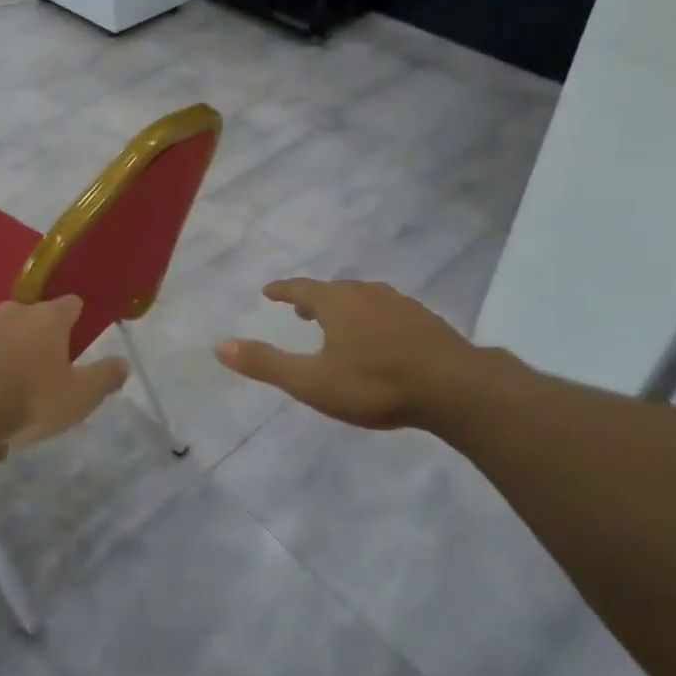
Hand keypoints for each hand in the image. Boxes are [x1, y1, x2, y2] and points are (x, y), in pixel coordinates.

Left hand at [0, 296, 127, 465]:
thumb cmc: (28, 401)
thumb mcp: (78, 398)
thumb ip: (104, 378)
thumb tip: (123, 363)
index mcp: (45, 319)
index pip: (70, 304)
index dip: (75, 320)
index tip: (75, 339)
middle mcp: (7, 313)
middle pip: (26, 318)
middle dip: (31, 339)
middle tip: (35, 376)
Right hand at [216, 278, 498, 429]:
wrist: (455, 387)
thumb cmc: (375, 384)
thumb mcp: (312, 382)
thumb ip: (267, 364)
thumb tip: (220, 345)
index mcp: (336, 303)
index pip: (301, 288)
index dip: (282, 290)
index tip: (269, 291)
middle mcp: (366, 294)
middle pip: (333, 290)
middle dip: (313, 298)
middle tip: (300, 309)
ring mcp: (400, 304)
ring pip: (363, 298)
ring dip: (344, 306)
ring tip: (338, 321)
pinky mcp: (426, 320)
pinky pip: (388, 310)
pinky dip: (373, 316)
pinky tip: (382, 336)